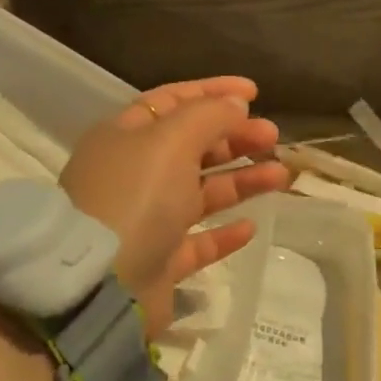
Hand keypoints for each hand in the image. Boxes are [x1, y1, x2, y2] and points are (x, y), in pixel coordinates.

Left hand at [59, 77, 290, 334]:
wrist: (99, 287)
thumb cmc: (134, 198)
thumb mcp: (172, 141)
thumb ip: (208, 115)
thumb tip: (235, 104)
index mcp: (125, 136)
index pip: (172, 101)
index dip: (213, 92)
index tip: (254, 92)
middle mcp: (133, 174)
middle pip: (192, 146)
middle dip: (235, 137)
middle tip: (272, 137)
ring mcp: (145, 220)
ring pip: (201, 191)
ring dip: (241, 180)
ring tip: (281, 176)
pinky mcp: (158, 262)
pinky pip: (198, 241)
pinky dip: (225, 231)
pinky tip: (251, 225)